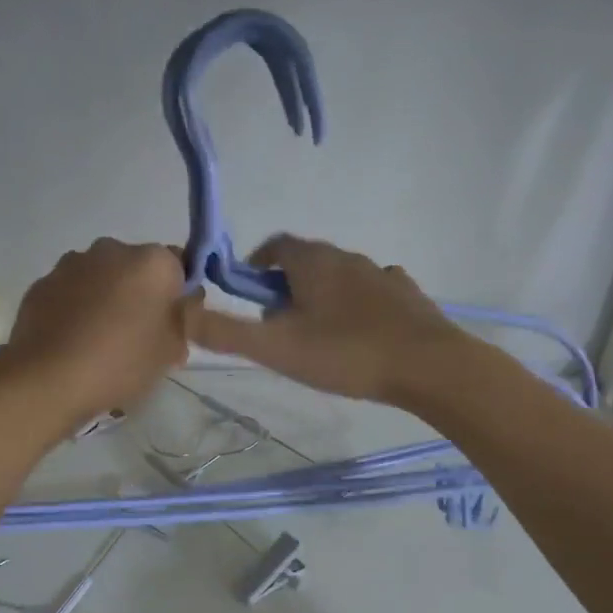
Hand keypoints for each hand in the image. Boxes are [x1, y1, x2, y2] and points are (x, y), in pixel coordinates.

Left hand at [8, 239, 192, 423]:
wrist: (49, 379)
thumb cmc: (121, 362)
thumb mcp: (170, 350)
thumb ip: (185, 321)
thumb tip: (185, 305)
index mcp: (153, 262)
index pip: (179, 268)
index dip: (178, 298)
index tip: (173, 328)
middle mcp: (112, 249)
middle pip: (137, 271)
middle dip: (141, 297)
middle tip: (140, 340)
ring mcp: (72, 264)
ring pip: (101, 279)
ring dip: (106, 301)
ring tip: (101, 344)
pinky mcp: (42, 284)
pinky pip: (70, 294)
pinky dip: (76, 310)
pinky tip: (74, 344)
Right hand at [188, 236, 466, 404]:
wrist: (428, 366)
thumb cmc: (345, 353)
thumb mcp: (275, 348)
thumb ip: (226, 332)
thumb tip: (184, 312)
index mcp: (312, 262)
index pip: (274, 246)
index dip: (254, 265)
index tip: (247, 296)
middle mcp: (347, 257)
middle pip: (306, 263)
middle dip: (285, 288)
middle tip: (279, 329)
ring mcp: (382, 274)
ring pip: (340, 278)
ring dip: (322, 298)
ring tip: (318, 338)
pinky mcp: (407, 296)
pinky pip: (372, 293)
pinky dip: (357, 307)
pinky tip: (359, 335)